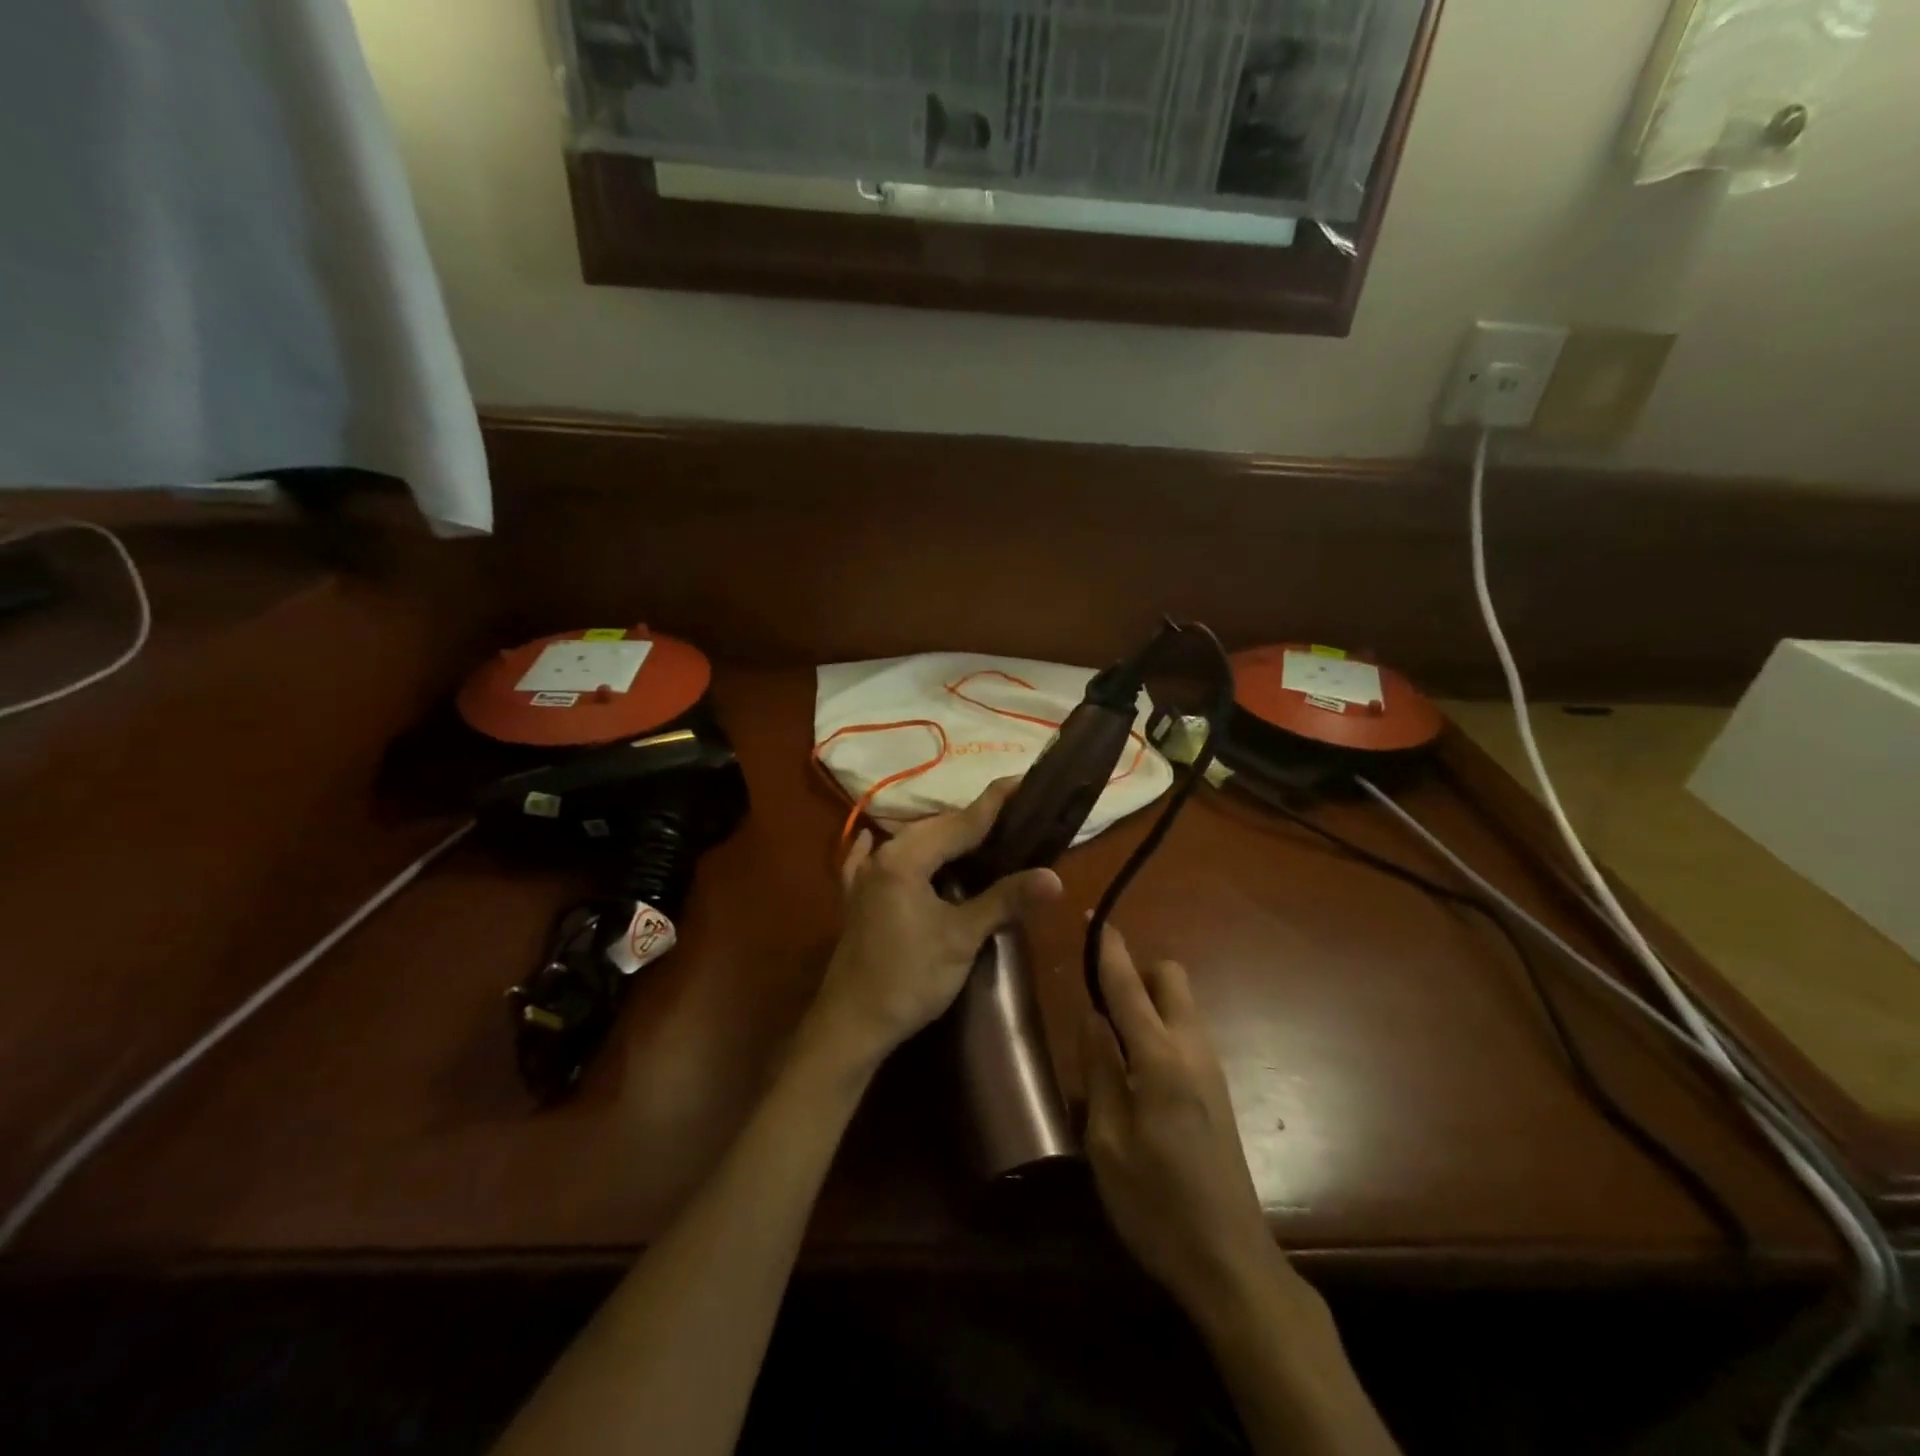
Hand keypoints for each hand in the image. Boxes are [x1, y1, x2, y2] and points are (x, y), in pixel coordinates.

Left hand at [804, 779, 1062, 1072]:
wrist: (851, 1024)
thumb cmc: (910, 978)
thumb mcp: (962, 938)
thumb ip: (1005, 900)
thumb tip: (1054, 877)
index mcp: (907, 858)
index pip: (961, 822)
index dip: (995, 802)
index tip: (1023, 779)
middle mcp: (882, 856)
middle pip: (935, 827)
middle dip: (972, 819)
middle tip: (1011, 815)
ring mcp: (864, 877)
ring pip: (910, 842)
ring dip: (941, 836)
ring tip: (977, 834)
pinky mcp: (856, 899)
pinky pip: (873, 861)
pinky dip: (889, 850)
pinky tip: (874, 837)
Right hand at [1081, 922, 1284, 1318]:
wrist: (1231, 1262)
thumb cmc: (1156, 1204)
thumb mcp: (1107, 1141)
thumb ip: (1098, 1068)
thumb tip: (1091, 1015)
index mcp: (1160, 1058)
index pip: (1128, 985)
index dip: (1109, 950)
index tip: (1092, 919)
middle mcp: (1192, 1049)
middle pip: (1171, 978)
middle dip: (1137, 971)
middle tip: (1100, 1001)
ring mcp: (1211, 1068)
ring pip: (1181, 1004)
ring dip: (1148, 1001)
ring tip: (1110, 1039)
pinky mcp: (1217, 1090)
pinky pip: (1185, 1033)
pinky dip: (1159, 1028)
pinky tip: (1136, 1071)